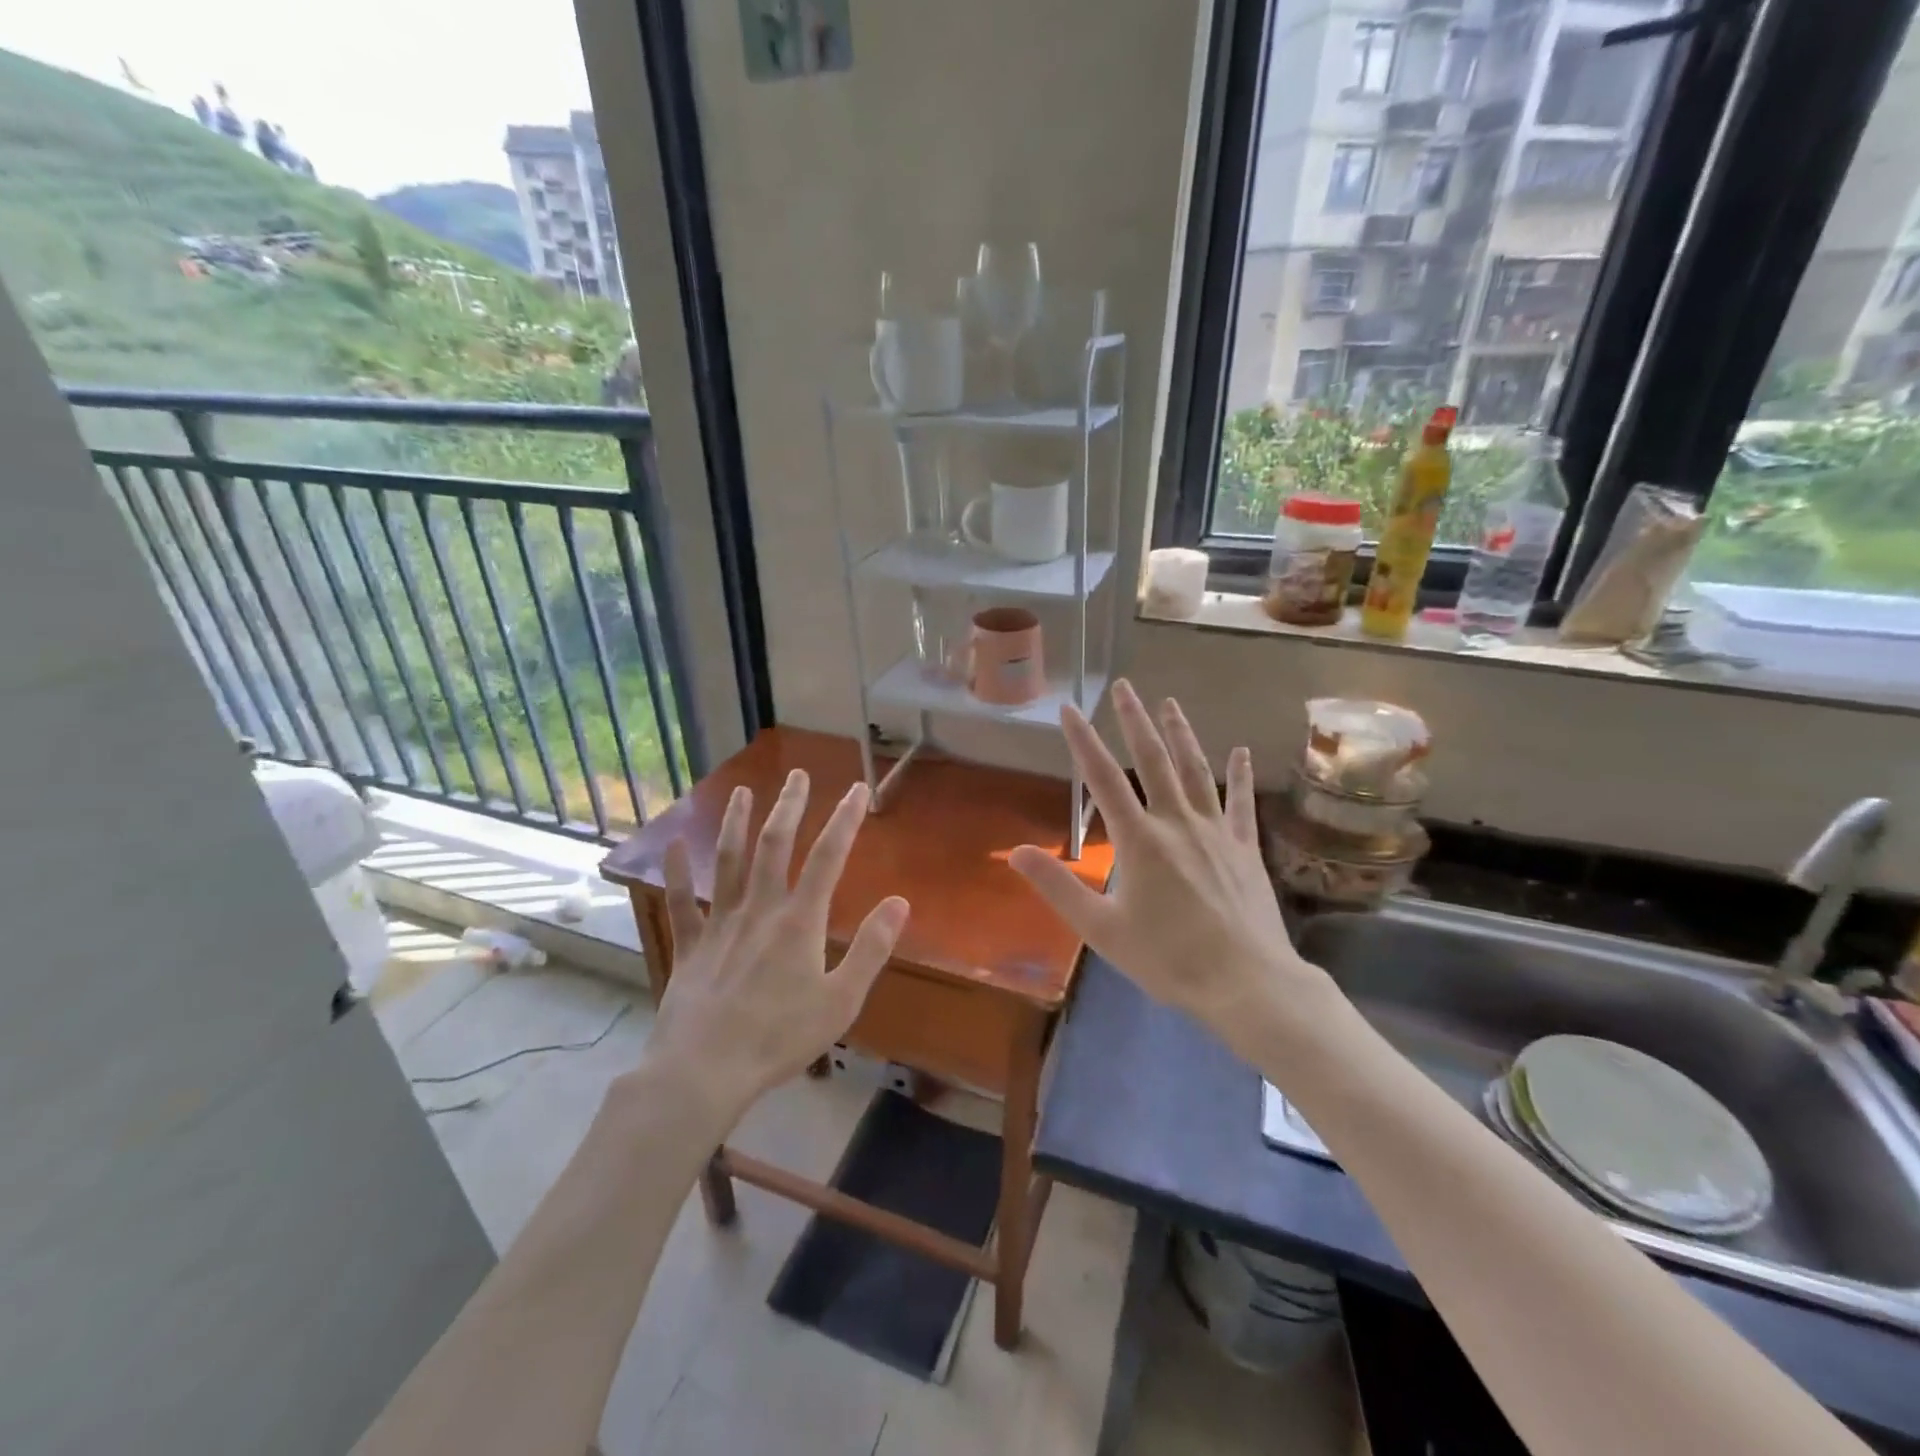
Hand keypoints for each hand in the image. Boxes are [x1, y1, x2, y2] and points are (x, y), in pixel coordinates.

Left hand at [646, 771, 908, 1122]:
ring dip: (736, 823)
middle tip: (796, 774)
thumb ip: (872, 949)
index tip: (855, 789)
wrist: (704, 1071)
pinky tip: (672, 845)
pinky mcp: (689, 946)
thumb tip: (899, 902)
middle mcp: (759, 909)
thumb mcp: (841, 1000)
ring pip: (728, 861)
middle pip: (775, 845)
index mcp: (799, 921)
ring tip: (743, 792)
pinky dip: (677, 873)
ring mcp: (719, 924)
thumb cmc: (779, 1038)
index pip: (828, 857)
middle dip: (789, 806)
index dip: (844, 819)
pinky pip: (681, 902)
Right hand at [1009, 680, 1325, 1059]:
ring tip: (1170, 703)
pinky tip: (1241, 751)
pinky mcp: (1245, 847)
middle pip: (1152, 760)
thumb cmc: (1168, 959)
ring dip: (1180, 734)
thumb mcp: (1101, 930)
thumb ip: (1058, 887)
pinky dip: (1240, 775)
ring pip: (1195, 771)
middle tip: (1125, 687)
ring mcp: (1216, 832)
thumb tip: (1014, 852)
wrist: (1247, 984)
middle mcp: (1177, 823)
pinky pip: (1241, 803)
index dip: (1082, 741)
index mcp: (1139, 840)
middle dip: (1135, 721)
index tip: (1070, 708)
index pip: (1102, 779)